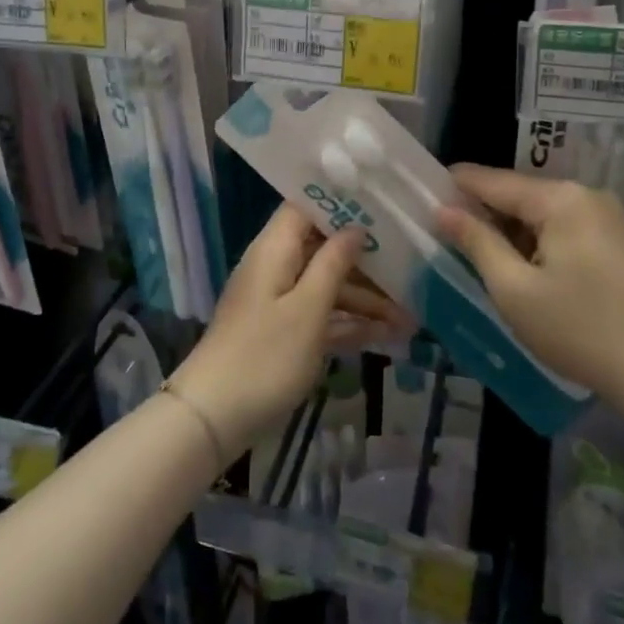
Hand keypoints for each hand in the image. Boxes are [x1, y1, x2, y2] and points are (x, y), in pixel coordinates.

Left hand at [172, 207, 404, 459]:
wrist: (213, 418)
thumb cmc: (265, 356)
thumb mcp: (307, 308)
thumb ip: (333, 263)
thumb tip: (355, 228)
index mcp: (275, 249)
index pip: (306, 208)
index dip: (341, 205)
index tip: (380, 208)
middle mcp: (276, 268)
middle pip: (323, 250)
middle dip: (366, 262)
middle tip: (409, 269)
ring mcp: (279, 302)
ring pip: (327, 287)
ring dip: (365, 300)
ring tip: (410, 318)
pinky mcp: (283, 334)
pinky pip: (321, 317)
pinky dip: (349, 324)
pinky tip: (387, 337)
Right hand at [434, 166, 623, 402]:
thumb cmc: (579, 329)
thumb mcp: (514, 289)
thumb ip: (477, 242)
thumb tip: (443, 210)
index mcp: (560, 199)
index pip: (495, 181)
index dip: (458, 185)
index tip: (426, 190)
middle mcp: (588, 195)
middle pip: (522, 195)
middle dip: (487, 212)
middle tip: (450, 231)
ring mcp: (612, 217)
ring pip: (546, 214)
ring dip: (515, 230)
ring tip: (483, 252)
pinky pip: (569, 228)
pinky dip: (543, 241)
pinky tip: (529, 268)